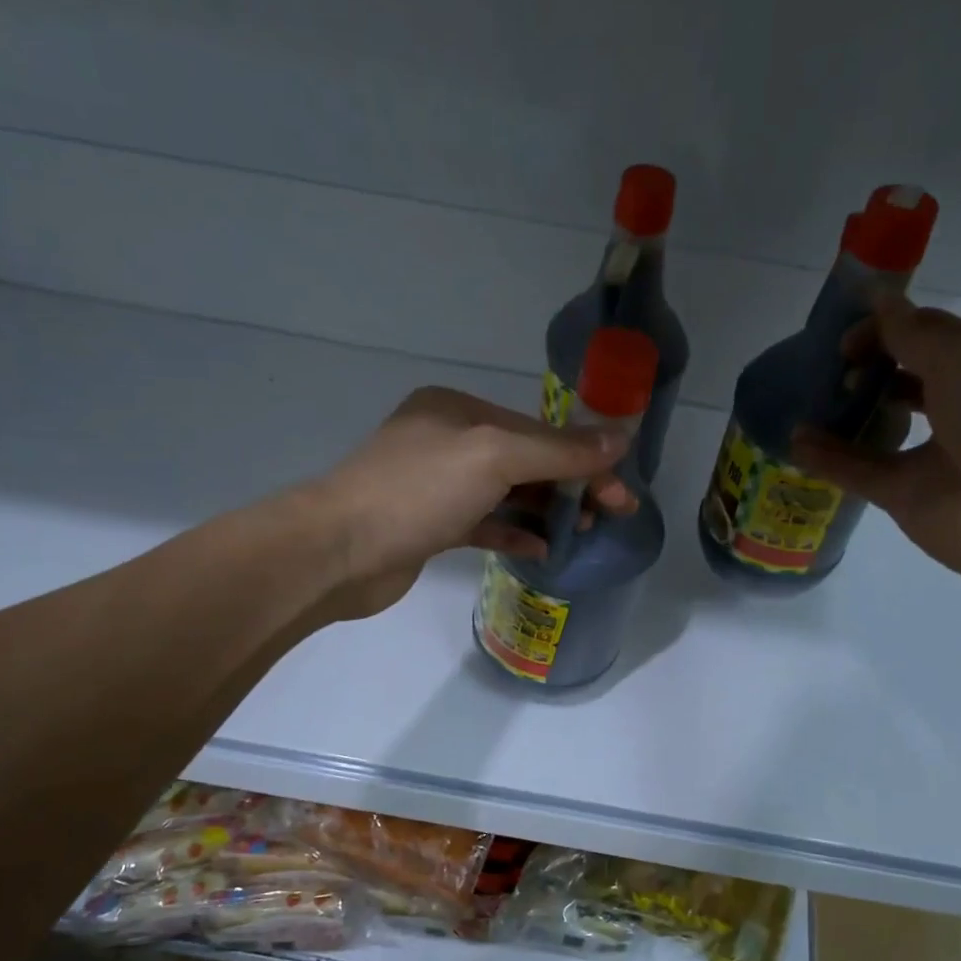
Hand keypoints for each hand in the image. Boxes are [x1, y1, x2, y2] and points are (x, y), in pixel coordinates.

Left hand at [309, 386, 636, 617]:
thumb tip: (619, 440)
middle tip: (610, 513)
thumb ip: (558, 450)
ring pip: (506, 493)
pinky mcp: (430, 526)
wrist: (339, 551)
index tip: (621, 489)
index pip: (537, 430)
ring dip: (546, 510)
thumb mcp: (493, 457)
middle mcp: (447, 441)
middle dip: (569, 484)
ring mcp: (436, 486)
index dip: (583, 457)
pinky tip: (542, 548)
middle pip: (525, 460)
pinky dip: (515, 532)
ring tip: (583, 531)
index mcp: (458, 410)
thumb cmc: (418, 491)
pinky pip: (484, 523)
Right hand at [791, 297, 960, 602]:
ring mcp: (930, 455)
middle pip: (903, 379)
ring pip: (878, 428)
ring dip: (844, 413)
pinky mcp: (905, 496)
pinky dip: (827, 458)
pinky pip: (858, 471)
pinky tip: (795, 443)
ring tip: (806, 400)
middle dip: (867, 367)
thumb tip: (876, 298)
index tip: (846, 335)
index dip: (888, 327)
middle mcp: (959, 408)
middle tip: (827, 368)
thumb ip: (912, 335)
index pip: (930, 335)